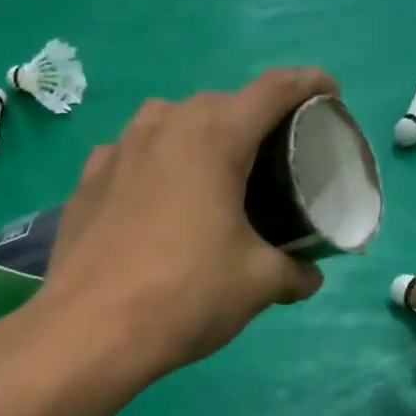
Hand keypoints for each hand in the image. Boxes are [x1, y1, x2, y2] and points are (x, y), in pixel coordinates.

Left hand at [34, 68, 334, 378]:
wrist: (89, 330)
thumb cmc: (186, 295)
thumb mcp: (257, 284)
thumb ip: (293, 271)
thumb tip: (308, 277)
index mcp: (214, 136)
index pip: (274, 89)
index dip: (310, 84)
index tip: (329, 95)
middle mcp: (163, 126)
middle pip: (221, 104)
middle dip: (252, 121)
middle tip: (271, 160)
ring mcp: (117, 149)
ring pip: (169, 123)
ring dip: (198, 138)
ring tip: (212, 178)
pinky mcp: (86, 180)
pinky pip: (132, 155)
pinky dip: (155, 166)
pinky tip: (156, 202)